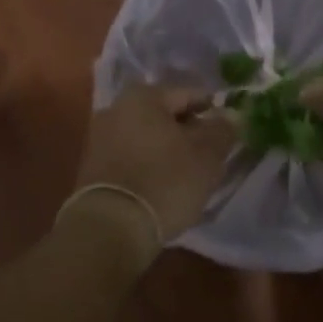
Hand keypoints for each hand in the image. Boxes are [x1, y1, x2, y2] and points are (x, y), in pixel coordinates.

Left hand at [71, 84, 236, 251]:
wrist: (111, 227)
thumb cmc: (165, 182)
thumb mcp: (207, 156)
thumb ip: (222, 130)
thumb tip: (230, 116)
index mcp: (142, 96)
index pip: (189, 94)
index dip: (214, 111)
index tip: (230, 131)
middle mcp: (115, 109)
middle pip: (165, 115)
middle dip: (189, 131)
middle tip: (212, 154)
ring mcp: (99, 138)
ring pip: (147, 137)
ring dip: (168, 150)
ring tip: (190, 173)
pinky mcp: (92, 168)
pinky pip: (132, 157)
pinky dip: (149, 165)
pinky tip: (164, 185)